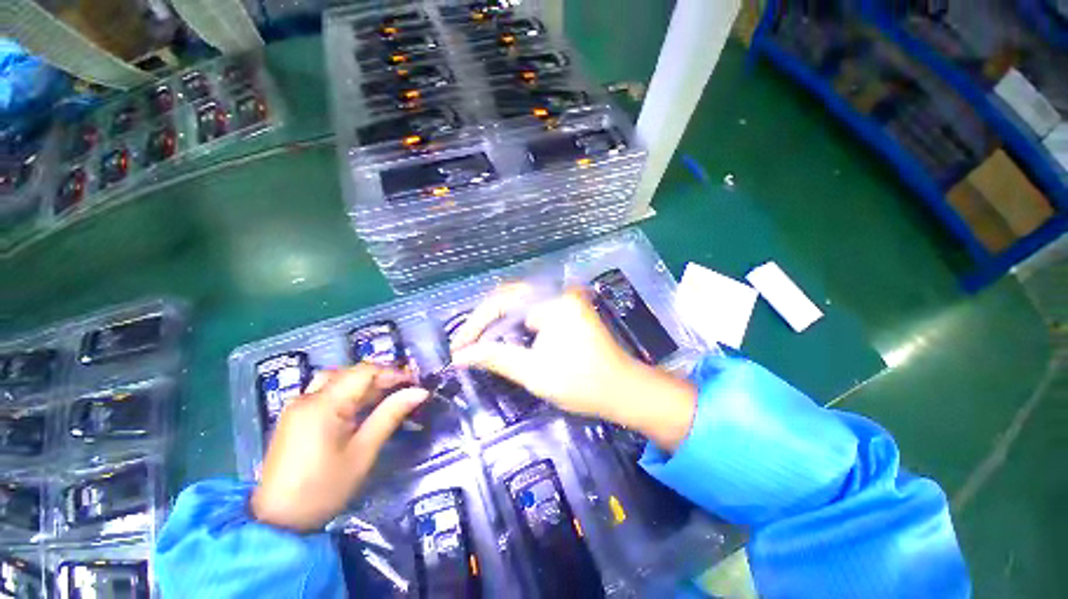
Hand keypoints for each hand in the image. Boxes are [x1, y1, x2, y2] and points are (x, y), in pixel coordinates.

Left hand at [250, 365, 428, 531]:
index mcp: (323, 404)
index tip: (414, 383)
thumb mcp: (363, 452)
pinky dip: (347, 394)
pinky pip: (324, 393)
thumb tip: (419, 392)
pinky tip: (359, 410)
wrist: (277, 523)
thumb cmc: (324, 488)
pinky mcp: (293, 418)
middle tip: (403, 391)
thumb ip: (390, 415)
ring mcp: (297, 407)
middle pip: (350, 373)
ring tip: (384, 398)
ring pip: (336, 380)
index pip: (364, 372)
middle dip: (380, 378)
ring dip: (363, 384)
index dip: (393, 373)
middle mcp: (307, 398)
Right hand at [450, 283, 697, 450]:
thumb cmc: (582, 383)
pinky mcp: (568, 311)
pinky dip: (515, 325)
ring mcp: (565, 300)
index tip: (458, 348)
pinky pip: (533, 312)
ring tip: (478, 343)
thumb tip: (460, 356)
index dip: (476, 324)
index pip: (502, 301)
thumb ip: (495, 357)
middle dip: (485, 322)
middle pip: (510, 299)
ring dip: (498, 323)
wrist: (624, 391)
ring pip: (520, 305)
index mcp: (552, 300)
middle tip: (465, 346)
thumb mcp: (533, 371)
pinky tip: (503, 339)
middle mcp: (559, 292)